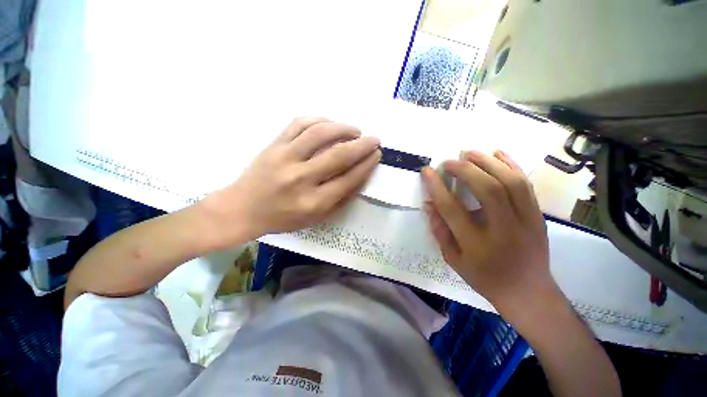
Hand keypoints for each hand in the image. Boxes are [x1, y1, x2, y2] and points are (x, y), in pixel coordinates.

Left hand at [201, 117, 380, 245]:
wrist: (243, 208)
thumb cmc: (283, 218)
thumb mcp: (316, 218)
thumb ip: (340, 199)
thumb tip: (360, 175)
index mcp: (313, 202)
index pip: (349, 179)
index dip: (367, 165)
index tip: (377, 155)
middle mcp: (300, 179)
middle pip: (339, 155)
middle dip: (362, 145)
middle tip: (374, 139)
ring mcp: (285, 158)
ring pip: (320, 134)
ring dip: (343, 128)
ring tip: (355, 130)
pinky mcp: (273, 145)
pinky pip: (299, 123)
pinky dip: (319, 120)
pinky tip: (330, 124)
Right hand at [422, 150, 559, 314]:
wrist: (528, 293)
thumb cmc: (485, 278)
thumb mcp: (454, 260)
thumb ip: (439, 230)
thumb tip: (428, 204)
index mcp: (477, 245)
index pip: (452, 209)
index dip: (437, 187)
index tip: (427, 171)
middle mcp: (504, 230)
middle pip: (487, 190)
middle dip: (465, 170)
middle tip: (449, 161)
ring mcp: (526, 221)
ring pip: (510, 182)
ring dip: (488, 162)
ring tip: (469, 152)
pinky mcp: (538, 215)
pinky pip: (526, 185)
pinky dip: (511, 165)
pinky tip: (498, 153)